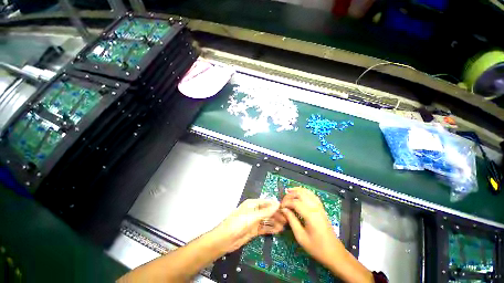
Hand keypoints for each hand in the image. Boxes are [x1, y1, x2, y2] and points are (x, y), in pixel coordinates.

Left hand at [214, 199, 286, 252]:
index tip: (285, 208)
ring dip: (275, 222)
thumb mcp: (253, 216)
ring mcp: (254, 221)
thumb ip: (266, 211)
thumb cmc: (238, 223)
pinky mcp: (254, 230)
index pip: (266, 202)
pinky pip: (264, 228)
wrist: (225, 239)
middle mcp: (254, 211)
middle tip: (287, 219)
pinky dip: (271, 228)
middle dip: (277, 214)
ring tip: (285, 225)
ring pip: (267, 220)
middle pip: (268, 211)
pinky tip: (278, 230)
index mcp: (252, 204)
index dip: (275, 205)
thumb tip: (277, 204)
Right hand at [280, 187, 341, 265]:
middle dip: (290, 194)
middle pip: (300, 194)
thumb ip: (291, 220)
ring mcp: (320, 207)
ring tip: (289, 191)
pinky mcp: (322, 208)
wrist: (334, 253)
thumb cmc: (316, 247)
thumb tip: (284, 209)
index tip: (280, 207)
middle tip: (283, 200)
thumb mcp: (301, 237)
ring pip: (307, 192)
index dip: (286, 203)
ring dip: (297, 190)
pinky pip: (312, 195)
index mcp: (310, 215)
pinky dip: (305, 191)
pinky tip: (300, 193)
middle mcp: (315, 207)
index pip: (295, 202)